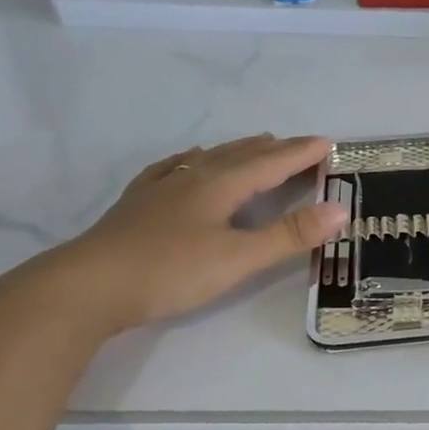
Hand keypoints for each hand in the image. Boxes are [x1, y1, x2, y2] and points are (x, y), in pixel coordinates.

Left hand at [33, 134, 347, 335]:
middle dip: (275, 149)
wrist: (87, 286)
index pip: (271, 162)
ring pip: (208, 159)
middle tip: (300, 145)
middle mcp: (193, 178)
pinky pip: (172, 170)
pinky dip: (191, 161)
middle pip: (241, 155)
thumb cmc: (170, 271)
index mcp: (221, 185)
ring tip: (256, 144)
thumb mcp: (239, 258)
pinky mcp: (138, 205)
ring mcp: (161, 189)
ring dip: (238, 150)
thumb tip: (340, 210)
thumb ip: (290, 235)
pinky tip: (187, 163)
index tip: (328, 143)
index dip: (301, 153)